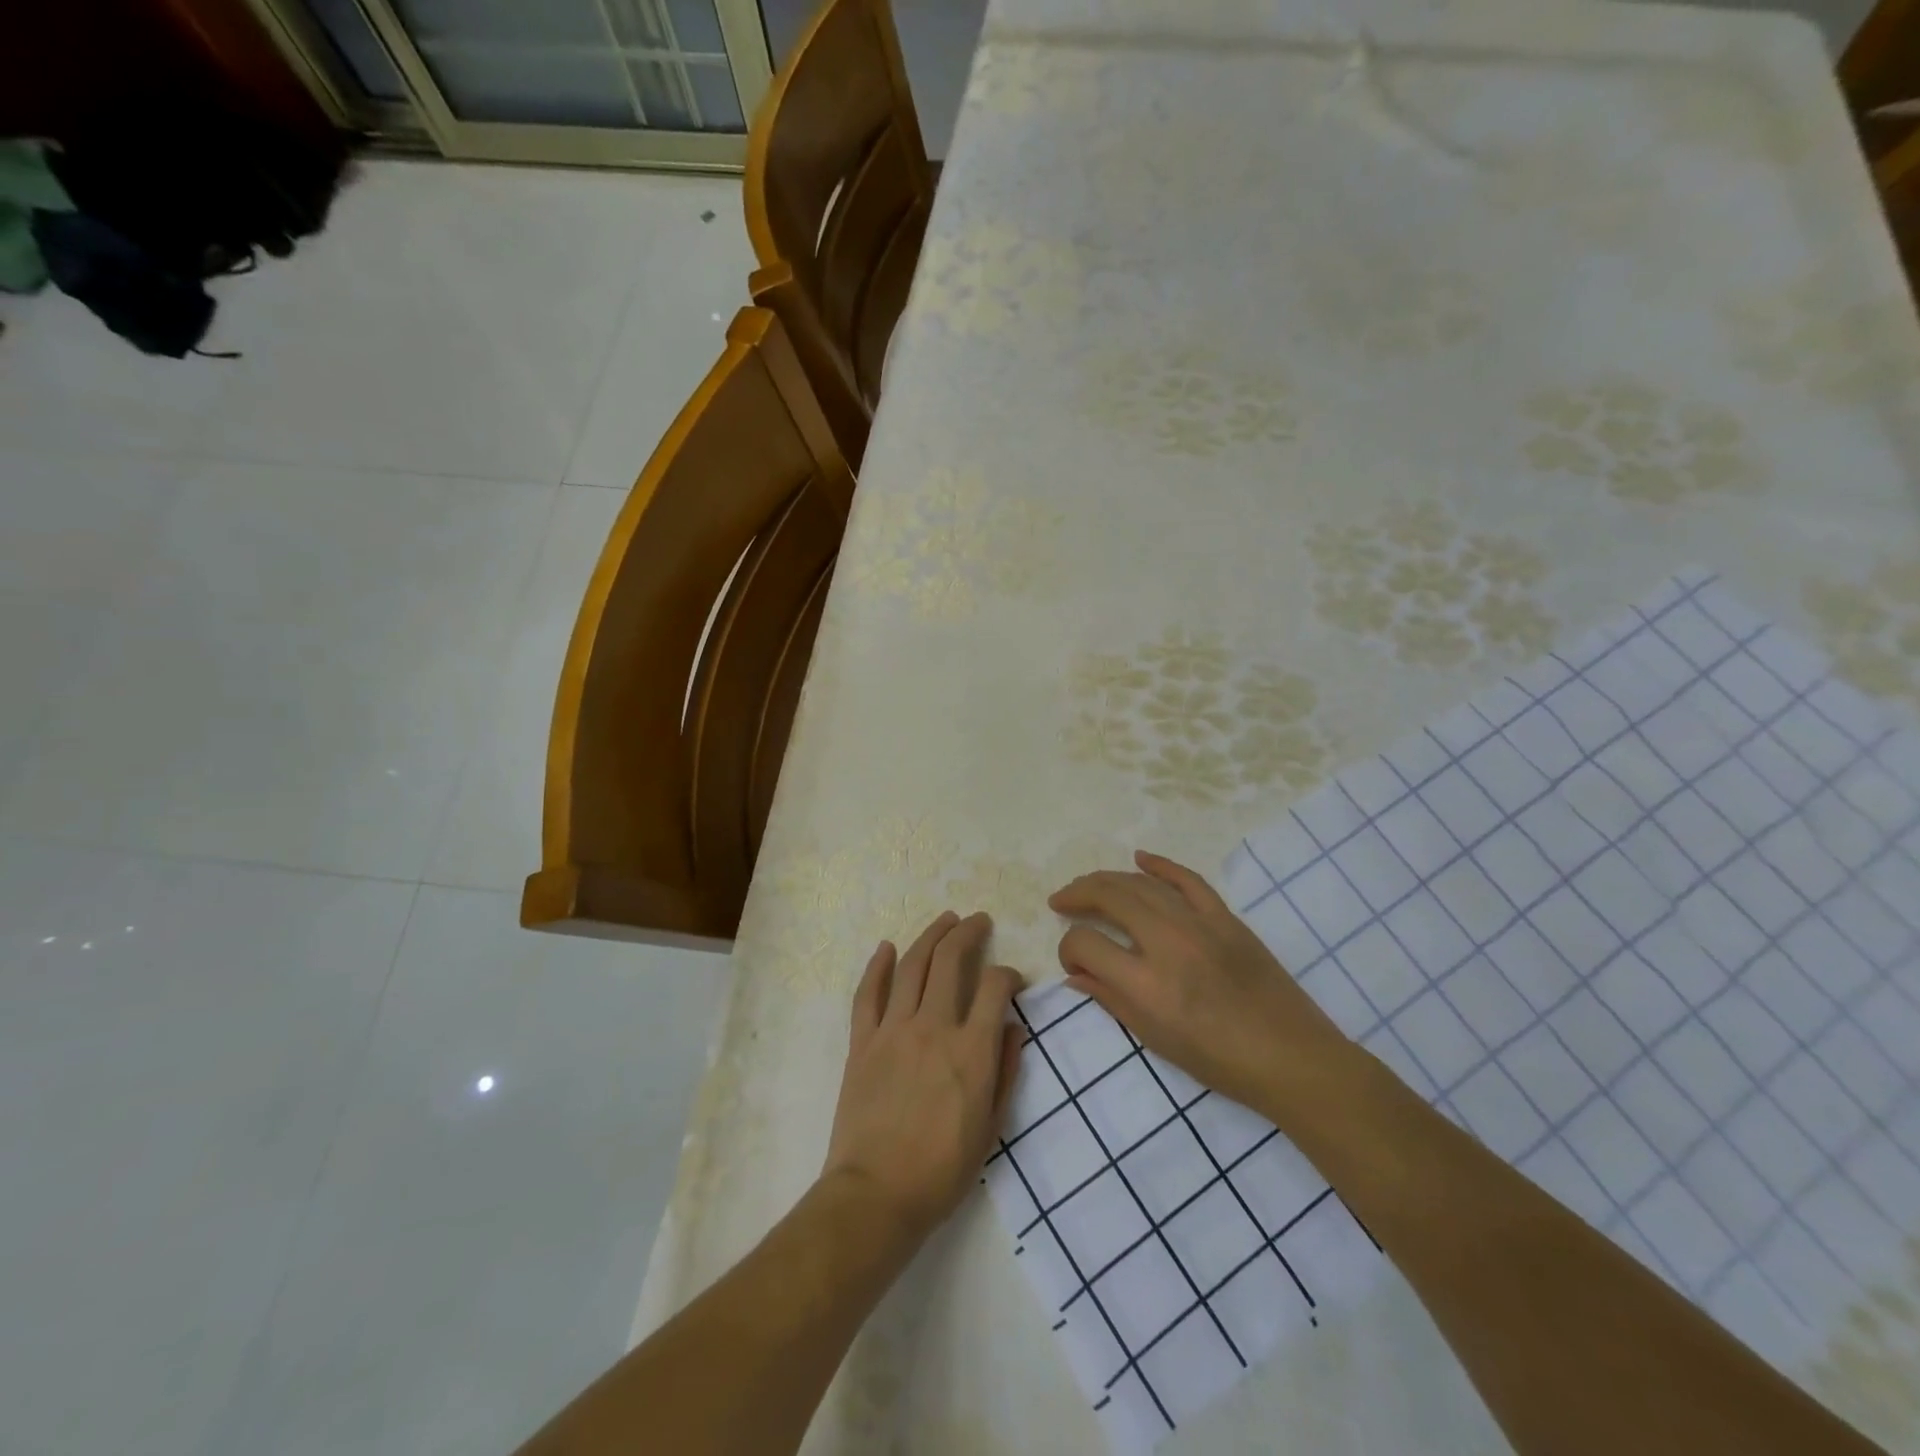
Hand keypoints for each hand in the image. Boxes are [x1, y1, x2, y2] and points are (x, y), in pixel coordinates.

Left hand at [821, 911, 1024, 1243]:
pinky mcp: (862, 1041)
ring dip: (929, 936)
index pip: (994, 987)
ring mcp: (893, 1030)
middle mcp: (933, 1027)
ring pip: (911, 966)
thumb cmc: (942, 1170)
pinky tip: (886, 947)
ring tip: (944, 921)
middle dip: (967, 934)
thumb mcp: (991, 1127)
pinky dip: (876, 966)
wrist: (877, 1194)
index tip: (1011, 980)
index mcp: (971, 1050)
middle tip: (977, 921)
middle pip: (950, 961)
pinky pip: (867, 994)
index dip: (1007, 974)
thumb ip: (1005, 1070)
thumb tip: (1012, 1027)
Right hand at [1049, 851, 1359, 1126]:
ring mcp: (1198, 924)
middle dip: (1077, 895)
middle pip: (1108, 897)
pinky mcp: (1225, 917)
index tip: (1072, 959)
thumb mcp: (1155, 1039)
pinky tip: (1139, 858)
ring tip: (1088, 886)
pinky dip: (1161, 865)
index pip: (1085, 943)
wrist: (1290, 1057)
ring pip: (1141, 884)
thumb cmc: (1219, 1061)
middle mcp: (1166, 943)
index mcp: (1145, 984)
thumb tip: (1075, 975)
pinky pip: (1187, 880)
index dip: (1068, 947)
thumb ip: (1111, 999)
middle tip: (1062, 901)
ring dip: (1107, 880)